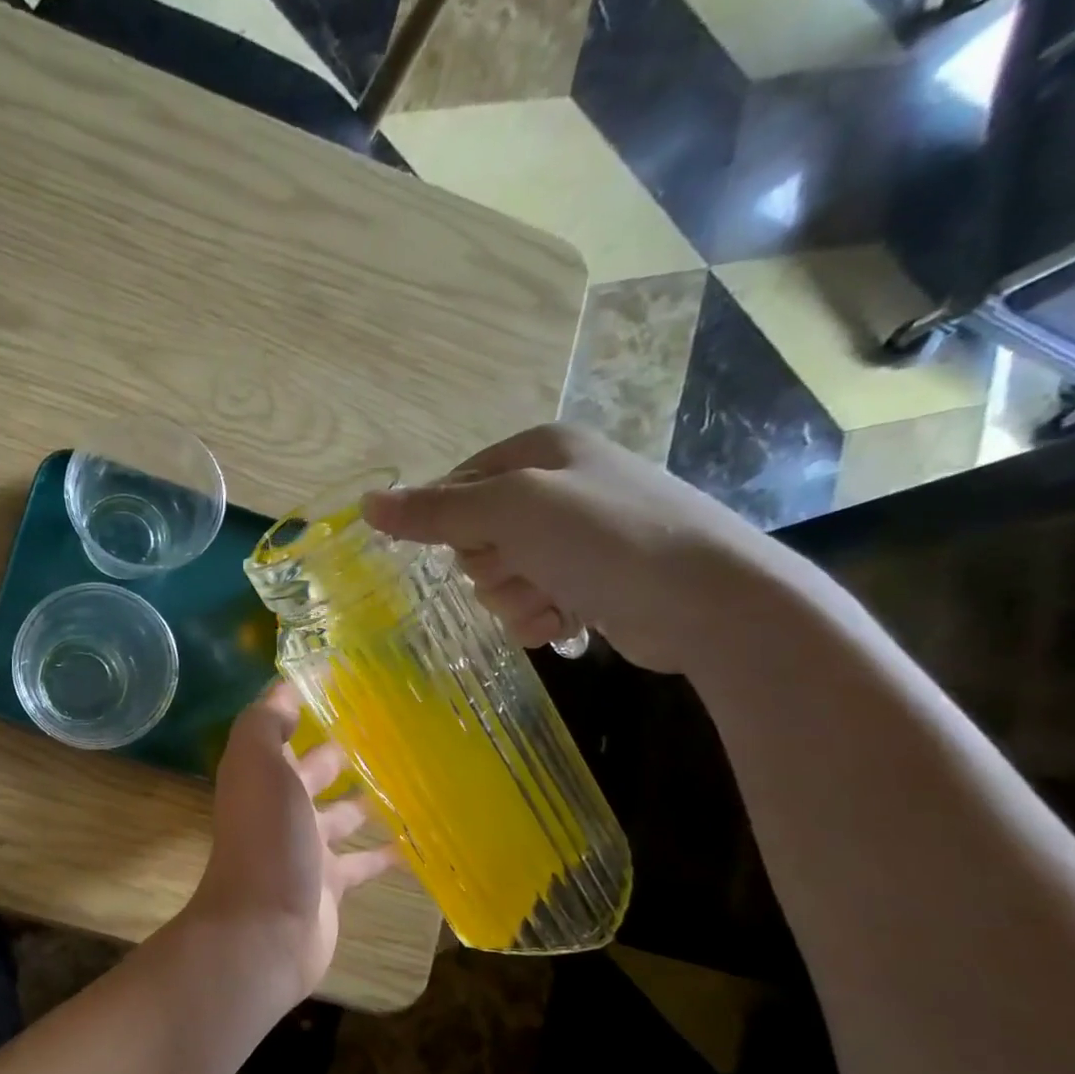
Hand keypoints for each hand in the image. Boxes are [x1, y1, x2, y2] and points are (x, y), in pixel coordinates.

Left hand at [185, 682, 400, 1000]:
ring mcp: (305, 848)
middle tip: (392, 730)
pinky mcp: (330, 884)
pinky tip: (422, 840)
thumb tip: (284, 688)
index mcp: (261, 774)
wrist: (266, 927)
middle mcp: (279, 806)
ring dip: (368, 799)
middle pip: (313, 771)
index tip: (346, 684)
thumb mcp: (258, 763)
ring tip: (413, 777)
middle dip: (342, 752)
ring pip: (342, 815)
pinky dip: (387, 853)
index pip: (281, 730)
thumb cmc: (266, 837)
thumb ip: (266, 723)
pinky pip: (364, 862)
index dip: (304, 707)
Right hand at [361, 423, 779, 672]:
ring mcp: (575, 538)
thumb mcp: (512, 511)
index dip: (449, 522)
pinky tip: (561, 622)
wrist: (709, 602)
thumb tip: (365, 503)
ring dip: (512, 598)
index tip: (471, 542)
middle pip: (473, 536)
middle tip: (522, 568)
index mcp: (540, 451)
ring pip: (497, 576)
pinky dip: (535, 618)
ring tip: (550, 600)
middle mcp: (556, 488)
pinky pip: (528, 603)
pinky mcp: (589, 582)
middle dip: (488, 565)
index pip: (455, 486)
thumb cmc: (605, 539)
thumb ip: (435, 510)